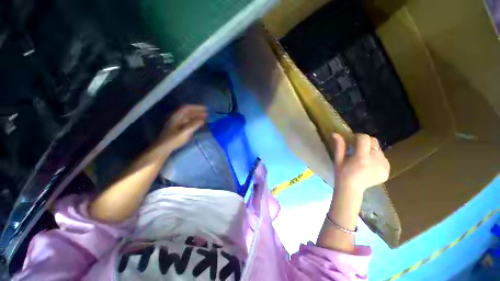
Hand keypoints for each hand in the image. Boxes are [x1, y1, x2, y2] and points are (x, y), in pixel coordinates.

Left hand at [157, 105, 206, 151]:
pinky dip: (194, 121)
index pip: (187, 108)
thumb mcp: (184, 132)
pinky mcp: (177, 128)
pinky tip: (198, 124)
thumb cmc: (174, 139)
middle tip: (207, 114)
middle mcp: (176, 118)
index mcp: (177, 117)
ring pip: (188, 117)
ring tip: (204, 119)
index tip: (206, 109)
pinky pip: (187, 121)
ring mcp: (177, 123)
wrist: (164, 147)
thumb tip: (202, 120)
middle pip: (188, 112)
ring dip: (196, 116)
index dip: (197, 107)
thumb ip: (193, 125)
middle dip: (198, 112)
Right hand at [332, 133, 389, 191]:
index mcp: (362, 157)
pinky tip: (369, 165)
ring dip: (371, 150)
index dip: (358, 136)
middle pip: (374, 142)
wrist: (351, 189)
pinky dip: (376, 158)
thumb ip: (339, 145)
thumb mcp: (338, 159)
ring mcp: (383, 167)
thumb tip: (335, 133)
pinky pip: (383, 158)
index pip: (365, 138)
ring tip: (363, 158)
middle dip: (365, 142)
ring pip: (379, 150)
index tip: (352, 140)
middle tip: (358, 149)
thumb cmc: (341, 173)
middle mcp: (375, 161)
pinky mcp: (387, 171)